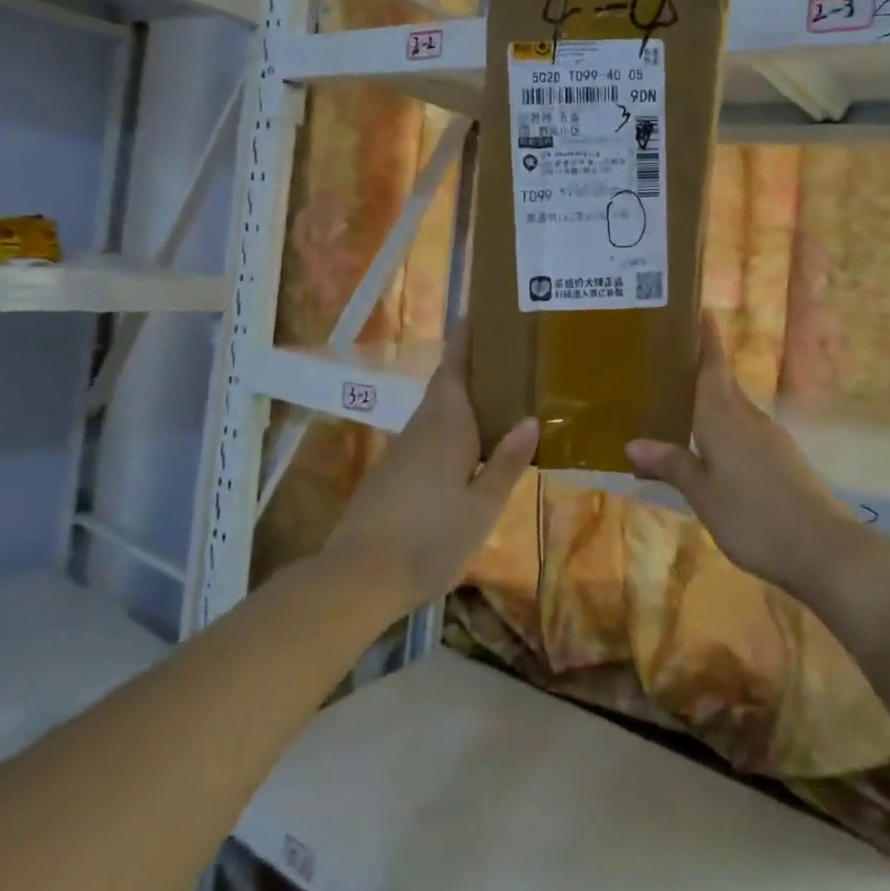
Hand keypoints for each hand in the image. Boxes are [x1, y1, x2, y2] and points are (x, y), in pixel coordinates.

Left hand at [324, 332, 537, 617]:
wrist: (358, 577)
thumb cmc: (430, 539)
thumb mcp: (481, 507)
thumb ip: (506, 462)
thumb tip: (531, 418)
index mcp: (446, 426)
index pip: (455, 369)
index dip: (466, 340)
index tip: (478, 313)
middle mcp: (422, 428)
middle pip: (446, 386)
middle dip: (469, 367)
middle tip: (504, 358)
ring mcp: (402, 451)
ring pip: (436, 412)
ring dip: (461, 399)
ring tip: (496, 398)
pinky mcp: (391, 473)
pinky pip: (427, 435)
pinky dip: (449, 428)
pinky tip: (466, 448)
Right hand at [626, 313, 857, 598]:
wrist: (826, 550)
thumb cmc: (755, 517)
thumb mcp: (703, 495)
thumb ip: (672, 465)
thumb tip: (633, 443)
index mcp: (725, 418)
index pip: (713, 366)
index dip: (706, 338)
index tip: (699, 310)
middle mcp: (749, 418)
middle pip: (722, 384)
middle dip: (698, 370)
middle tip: (665, 364)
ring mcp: (770, 439)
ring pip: (733, 409)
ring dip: (708, 402)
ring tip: (677, 408)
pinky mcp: (783, 459)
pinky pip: (744, 431)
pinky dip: (723, 429)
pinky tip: (709, 450)